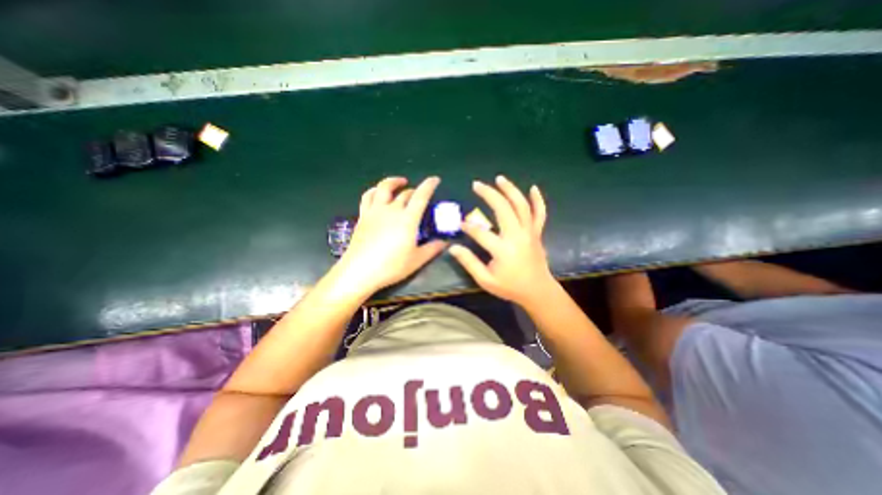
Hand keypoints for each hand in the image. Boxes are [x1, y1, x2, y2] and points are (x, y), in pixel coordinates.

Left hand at [336, 177, 450, 296]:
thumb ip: (433, 249)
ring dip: (393, 182)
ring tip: (399, 182)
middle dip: (414, 191)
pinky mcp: (363, 216)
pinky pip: (368, 196)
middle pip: (404, 193)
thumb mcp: (417, 260)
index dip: (429, 185)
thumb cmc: (391, 266)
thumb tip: (445, 242)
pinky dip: (375, 190)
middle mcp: (391, 210)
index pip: (421, 196)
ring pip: (383, 188)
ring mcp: (375, 211)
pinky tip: (378, 193)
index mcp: (407, 219)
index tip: (435, 179)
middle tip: (419, 196)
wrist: (360, 271)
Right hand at [451, 175, 551, 307]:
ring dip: (510, 190)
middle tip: (477, 185)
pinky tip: (533, 187)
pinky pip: (540, 213)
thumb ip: (469, 263)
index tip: (460, 223)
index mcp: (503, 250)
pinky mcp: (537, 233)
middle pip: (503, 209)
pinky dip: (538, 200)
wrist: (537, 291)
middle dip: (489, 194)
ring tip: (499, 179)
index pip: (480, 232)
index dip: (468, 226)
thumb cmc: (510, 287)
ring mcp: (529, 232)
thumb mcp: (485, 280)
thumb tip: (453, 248)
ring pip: (521, 206)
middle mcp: (517, 236)